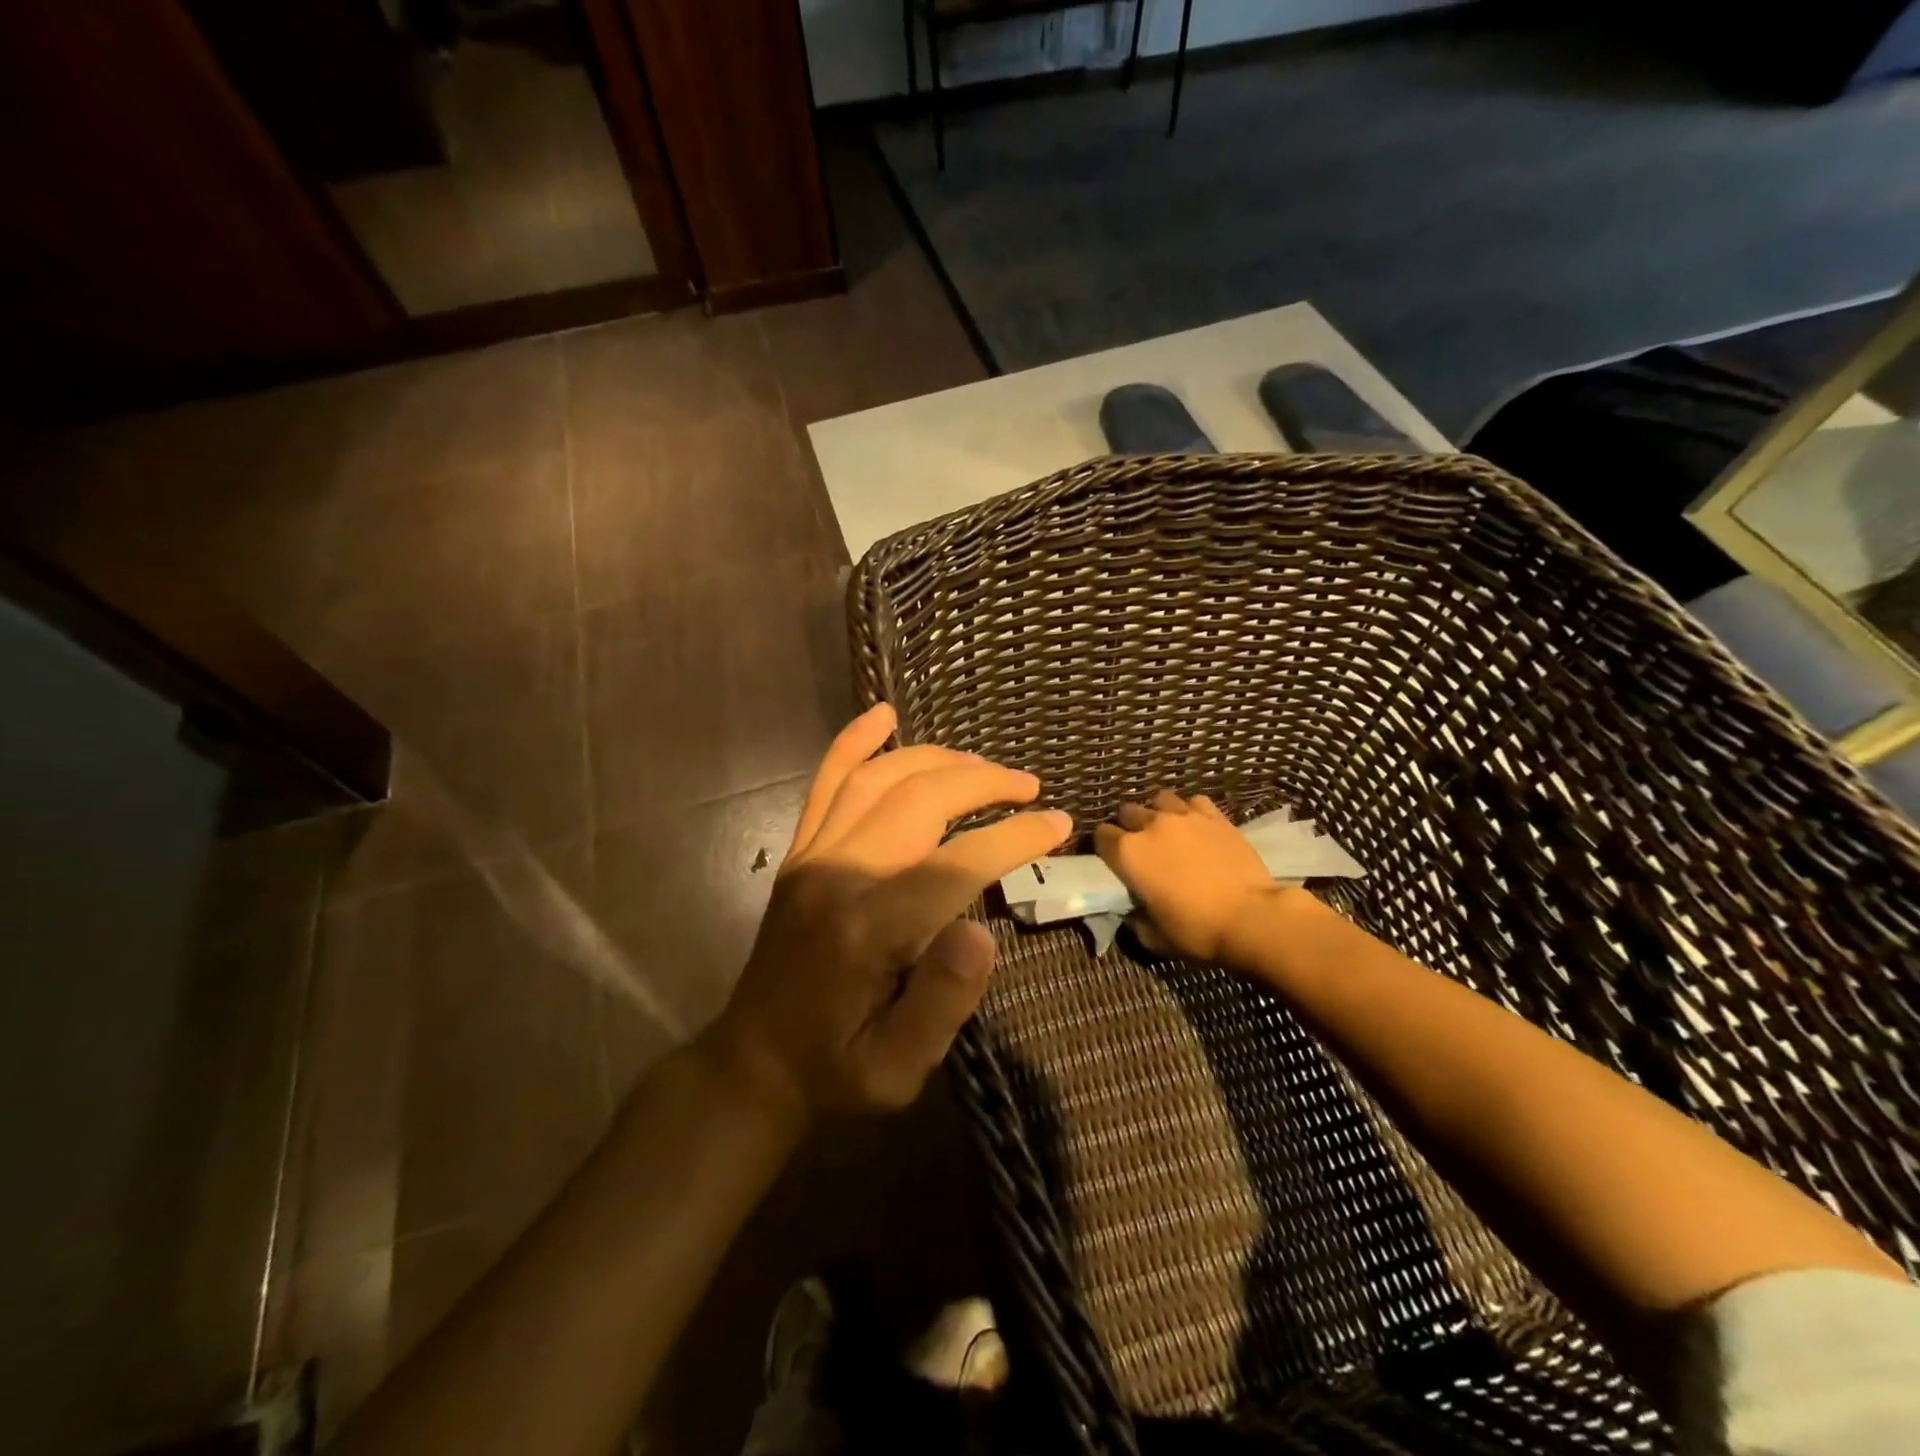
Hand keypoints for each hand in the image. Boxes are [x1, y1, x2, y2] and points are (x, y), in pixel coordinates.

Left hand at [706, 703, 1071, 1123]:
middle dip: (982, 782)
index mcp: (869, 929)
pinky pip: (825, 782)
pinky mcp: (799, 853)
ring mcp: (813, 856)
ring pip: (878, 778)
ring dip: (936, 759)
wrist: (753, 1066)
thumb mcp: (897, 1071)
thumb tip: (982, 930)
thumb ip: (942, 1002)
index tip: (1057, 824)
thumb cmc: (836, 1071)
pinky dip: (854, 742)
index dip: (1012, 837)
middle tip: (1029, 786)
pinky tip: (882, 714)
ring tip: (983, 765)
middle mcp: (838, 875)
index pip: (955, 862)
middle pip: (918, 799)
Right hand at [1093, 790, 1283, 962]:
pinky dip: (1191, 811)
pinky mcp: (1215, 816)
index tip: (1112, 859)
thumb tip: (1132, 913)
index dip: (1104, 847)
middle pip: (1128, 812)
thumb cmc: (1196, 931)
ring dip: (1158, 812)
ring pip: (1160, 800)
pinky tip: (1197, 826)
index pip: (1101, 836)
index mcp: (1128, 853)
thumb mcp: (1153, 937)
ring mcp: (1184, 816)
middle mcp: (1151, 826)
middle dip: (1129, 826)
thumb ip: (1135, 920)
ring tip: (1167, 830)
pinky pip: (1194, 802)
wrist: (1251, 917)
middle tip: (1141, 846)